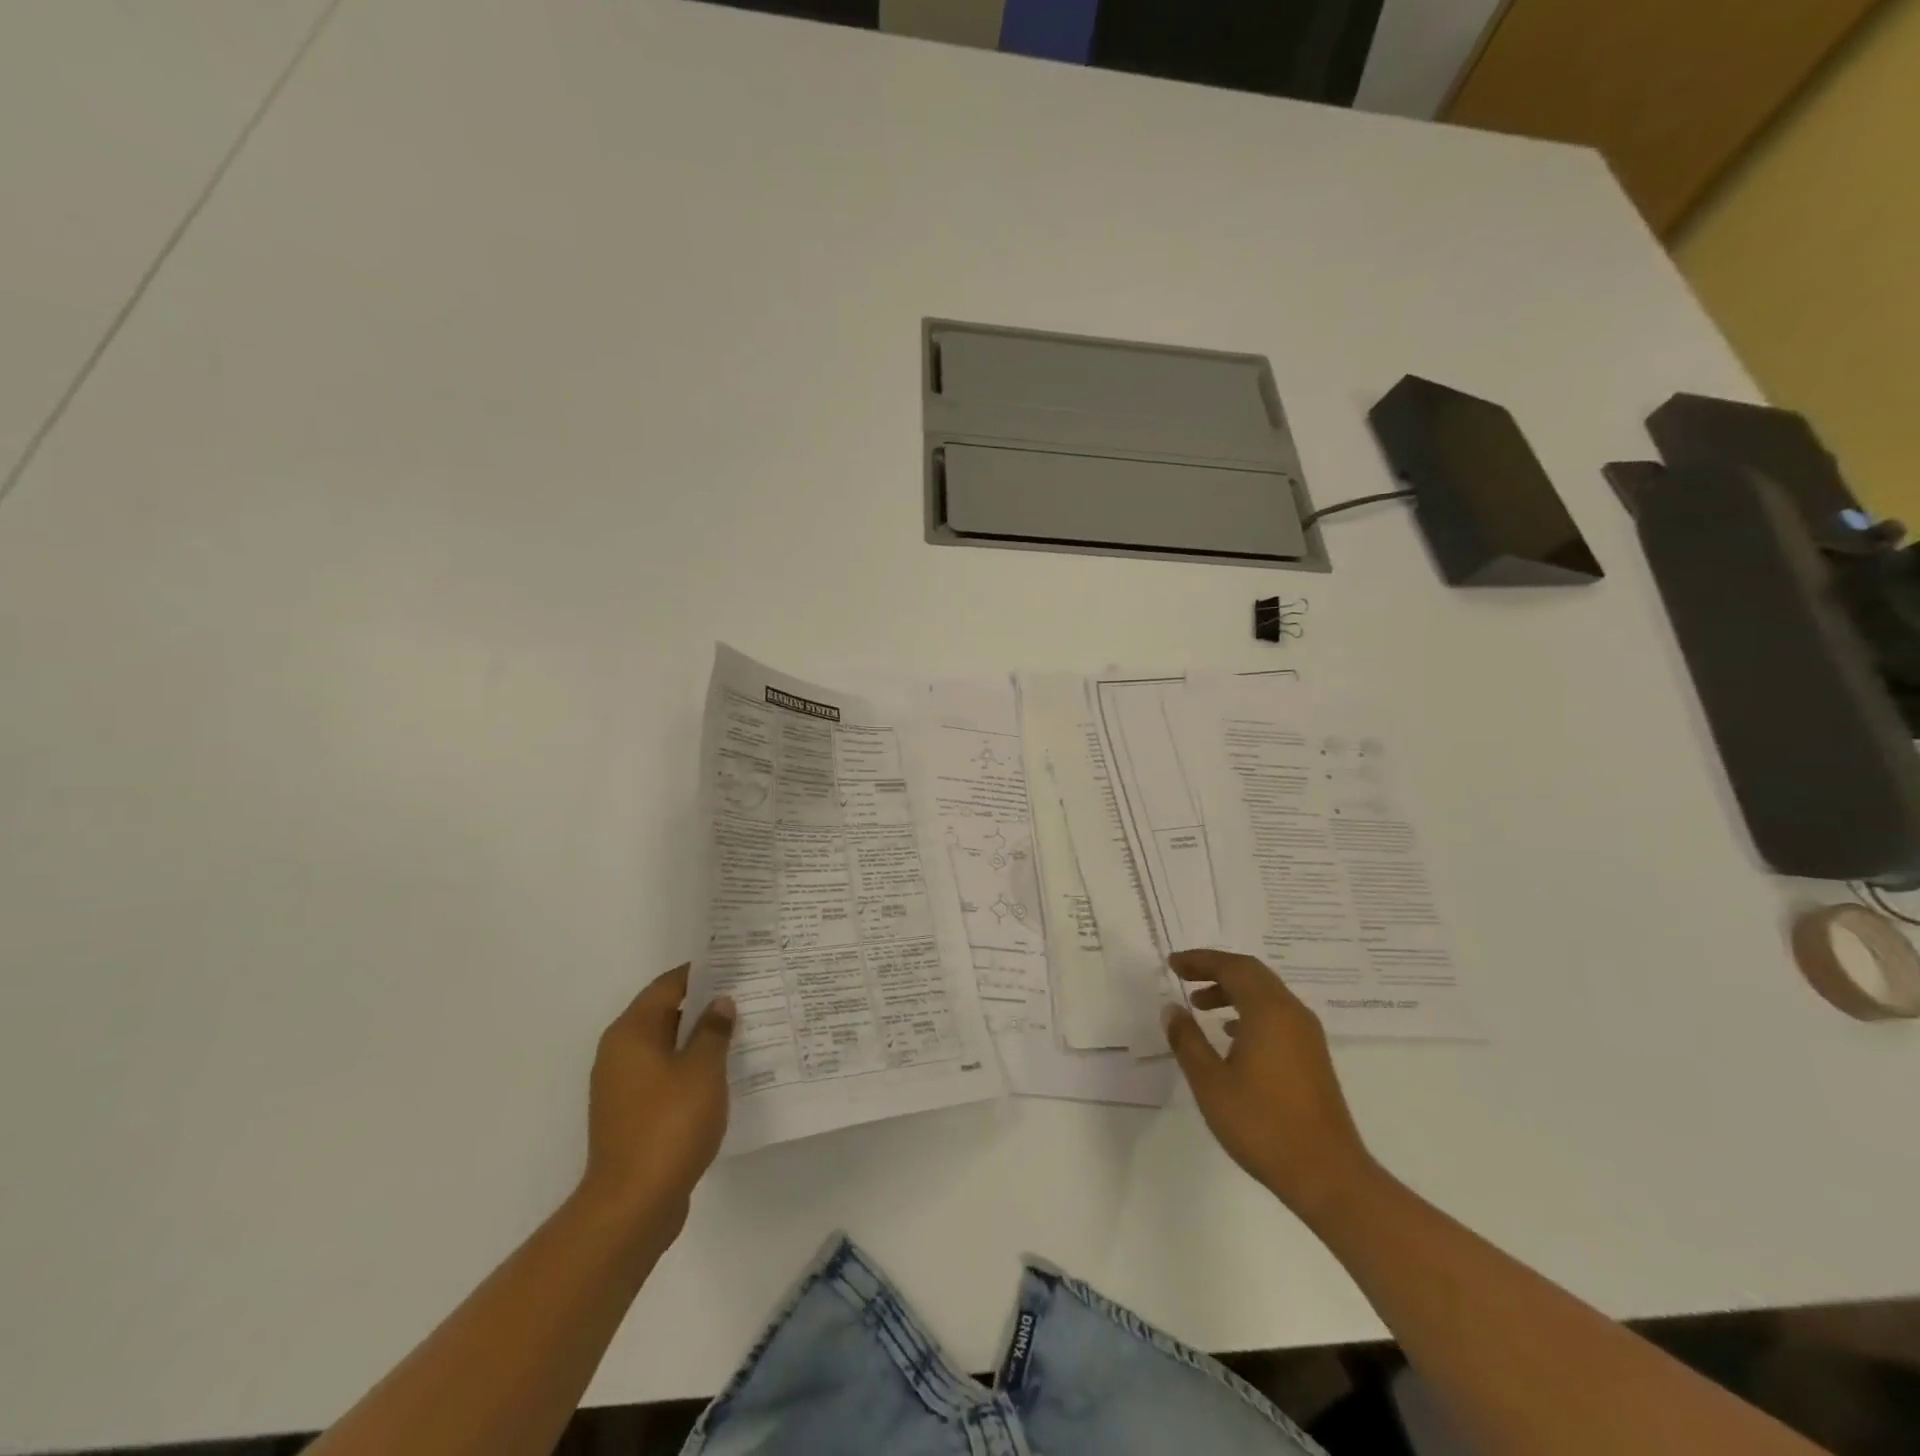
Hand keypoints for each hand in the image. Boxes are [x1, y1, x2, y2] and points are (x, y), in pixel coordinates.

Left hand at [577, 964, 734, 1236]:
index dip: (701, 973)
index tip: (735, 966)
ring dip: (699, 1039)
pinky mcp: (632, 1115)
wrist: (633, 1204)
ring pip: (666, 1047)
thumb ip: (714, 1030)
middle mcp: (620, 1053)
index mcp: (632, 1033)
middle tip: (746, 996)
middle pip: (665, 1014)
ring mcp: (622, 1087)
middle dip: (704, 1006)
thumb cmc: (669, 1124)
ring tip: (742, 1032)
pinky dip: (690, 1069)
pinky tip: (722, 1075)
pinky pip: (665, 1076)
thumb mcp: (703, 1069)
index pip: (667, 986)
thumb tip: (720, 1002)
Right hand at [1165, 949, 1378, 1223]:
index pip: (1231, 967)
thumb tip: (1171, 1009)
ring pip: (1266, 994)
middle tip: (1183, 976)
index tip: (1172, 964)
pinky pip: (1276, 1015)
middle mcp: (1292, 1013)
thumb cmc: (1262, 1124)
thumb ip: (1187, 1040)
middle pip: (1251, 974)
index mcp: (1268, 1011)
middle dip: (1215, 970)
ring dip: (1232, 991)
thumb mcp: (1210, 1082)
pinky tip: (1230, 1035)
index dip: (1200, 961)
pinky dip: (1249, 1011)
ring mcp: (1307, 1035)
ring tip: (1200, 1006)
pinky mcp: (1313, 1057)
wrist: (1327, 1175)